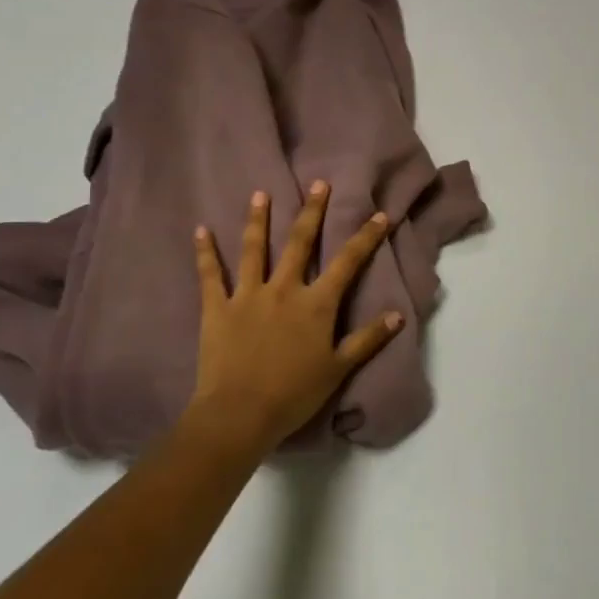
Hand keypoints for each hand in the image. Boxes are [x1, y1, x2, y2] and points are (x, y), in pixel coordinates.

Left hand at [182, 181, 402, 455]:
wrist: (239, 414)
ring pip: (254, 250)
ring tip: (260, 194)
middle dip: (312, 211)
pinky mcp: (217, 308)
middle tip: (318, 183)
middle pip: (300, 243)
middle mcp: (284, 289)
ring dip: (257, 220)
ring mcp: (248, 295)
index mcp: (317, 304)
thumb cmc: (294, 393)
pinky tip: (200, 230)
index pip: (348, 262)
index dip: (365, 237)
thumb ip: (368, 339)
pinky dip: (205, 252)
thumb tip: (398, 315)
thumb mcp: (339, 368)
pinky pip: (210, 275)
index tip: (379, 214)